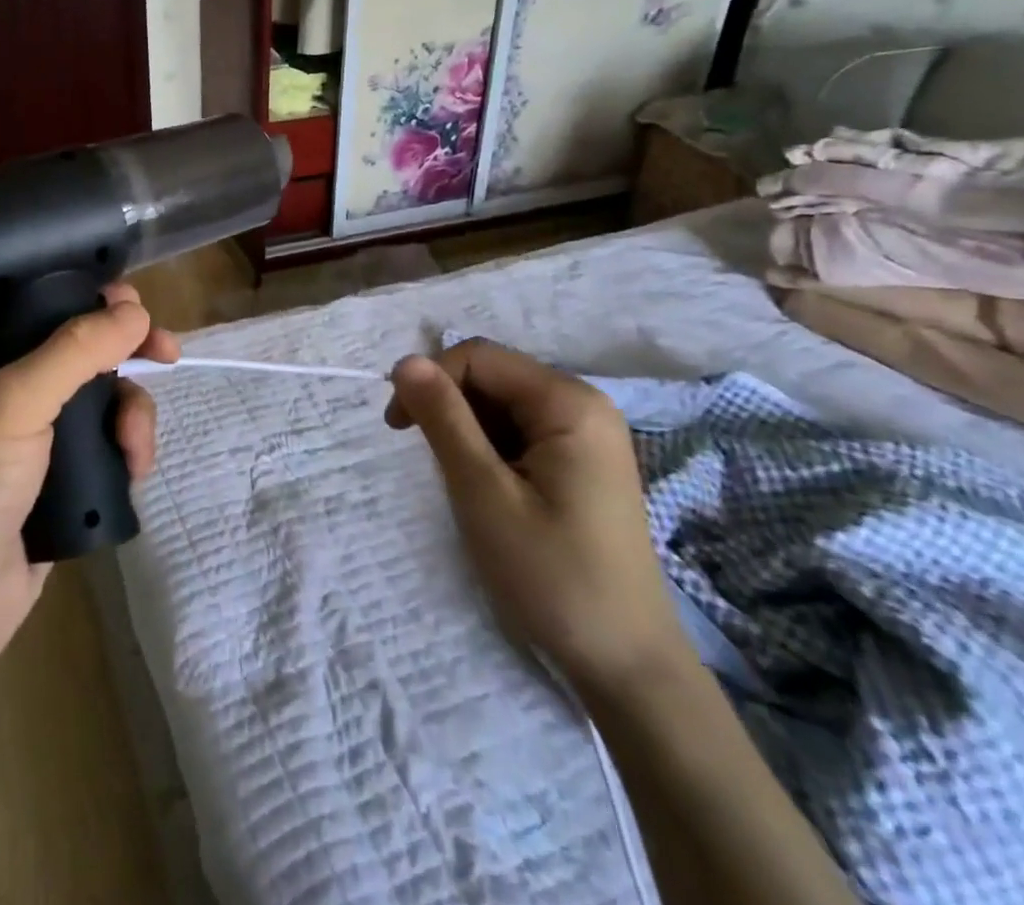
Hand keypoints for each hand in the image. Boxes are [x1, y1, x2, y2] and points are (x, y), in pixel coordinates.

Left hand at [0, 284, 178, 666]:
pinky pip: (105, 437)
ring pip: (101, 391)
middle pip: (79, 342)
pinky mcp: (58, 469)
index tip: (129, 301)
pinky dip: (126, 444)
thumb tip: (136, 311)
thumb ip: (77, 349)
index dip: (84, 290)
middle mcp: (4, 378)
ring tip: (135, 445)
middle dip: (126, 349)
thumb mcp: (16, 402)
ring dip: (131, 410)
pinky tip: (134, 466)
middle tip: (166, 352)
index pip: (35, 295)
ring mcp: (33, 427)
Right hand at [387, 340, 691, 697]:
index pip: (477, 357)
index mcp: (569, 402)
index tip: (397, 428)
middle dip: (449, 407)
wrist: (626, 667)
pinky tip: (489, 490)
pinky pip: (520, 431)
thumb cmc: (551, 576)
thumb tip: (404, 361)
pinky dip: (490, 450)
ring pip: (501, 404)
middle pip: (491, 376)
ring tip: (464, 485)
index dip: (430, 380)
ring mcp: (587, 435)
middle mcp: (584, 405)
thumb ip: (443, 419)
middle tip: (430, 462)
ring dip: (467, 432)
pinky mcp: (582, 462)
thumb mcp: (483, 492)